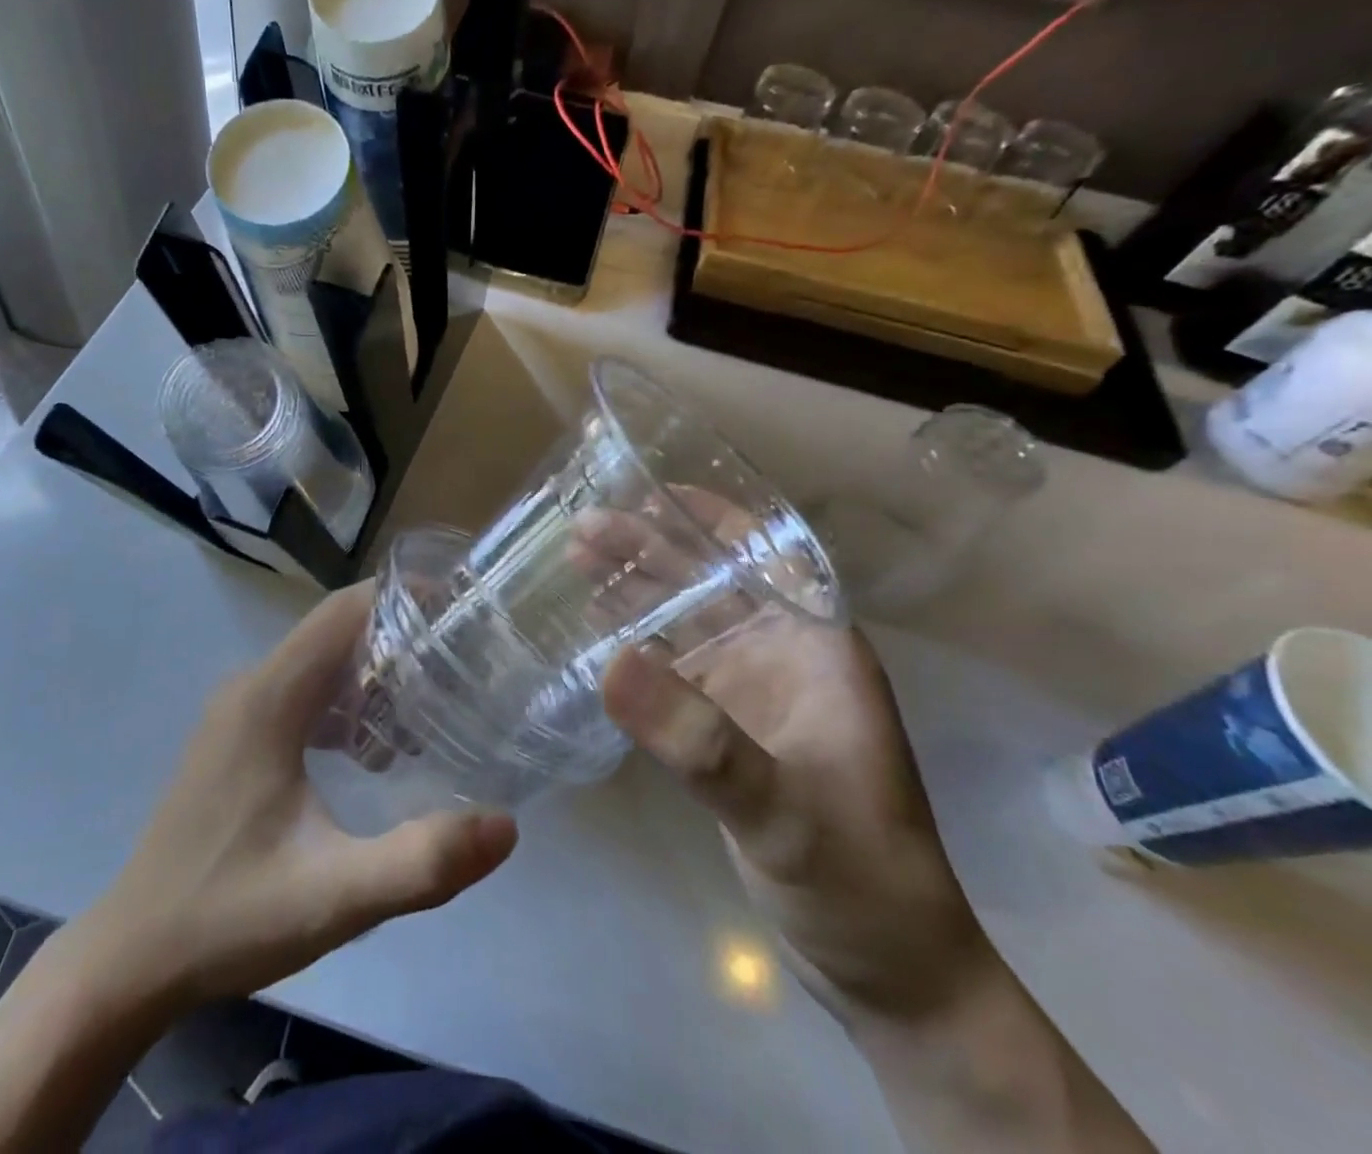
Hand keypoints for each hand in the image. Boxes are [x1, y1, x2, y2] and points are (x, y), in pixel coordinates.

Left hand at [98, 583, 517, 1006]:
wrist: (132, 958)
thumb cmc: (230, 916)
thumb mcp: (335, 897)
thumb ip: (422, 862)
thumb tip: (506, 825)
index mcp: (271, 698)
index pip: (343, 611)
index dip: (401, 598)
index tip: (457, 613)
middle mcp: (252, 686)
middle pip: (335, 631)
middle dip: (398, 637)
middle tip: (460, 665)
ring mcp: (237, 711)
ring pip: (318, 662)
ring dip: (372, 673)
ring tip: (429, 710)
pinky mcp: (235, 737)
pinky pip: (300, 693)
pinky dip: (344, 702)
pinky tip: (372, 755)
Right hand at [587, 494, 991, 1025]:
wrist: (890, 975)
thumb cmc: (860, 881)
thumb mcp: (783, 812)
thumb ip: (700, 740)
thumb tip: (610, 663)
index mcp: (819, 647)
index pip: (766, 555)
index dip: (709, 517)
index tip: (647, 492)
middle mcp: (786, 655)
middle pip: (712, 581)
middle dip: (651, 550)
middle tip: (581, 528)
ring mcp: (755, 692)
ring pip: (687, 620)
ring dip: (637, 590)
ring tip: (576, 562)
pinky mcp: (728, 729)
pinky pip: (674, 667)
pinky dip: (635, 643)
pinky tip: (596, 631)